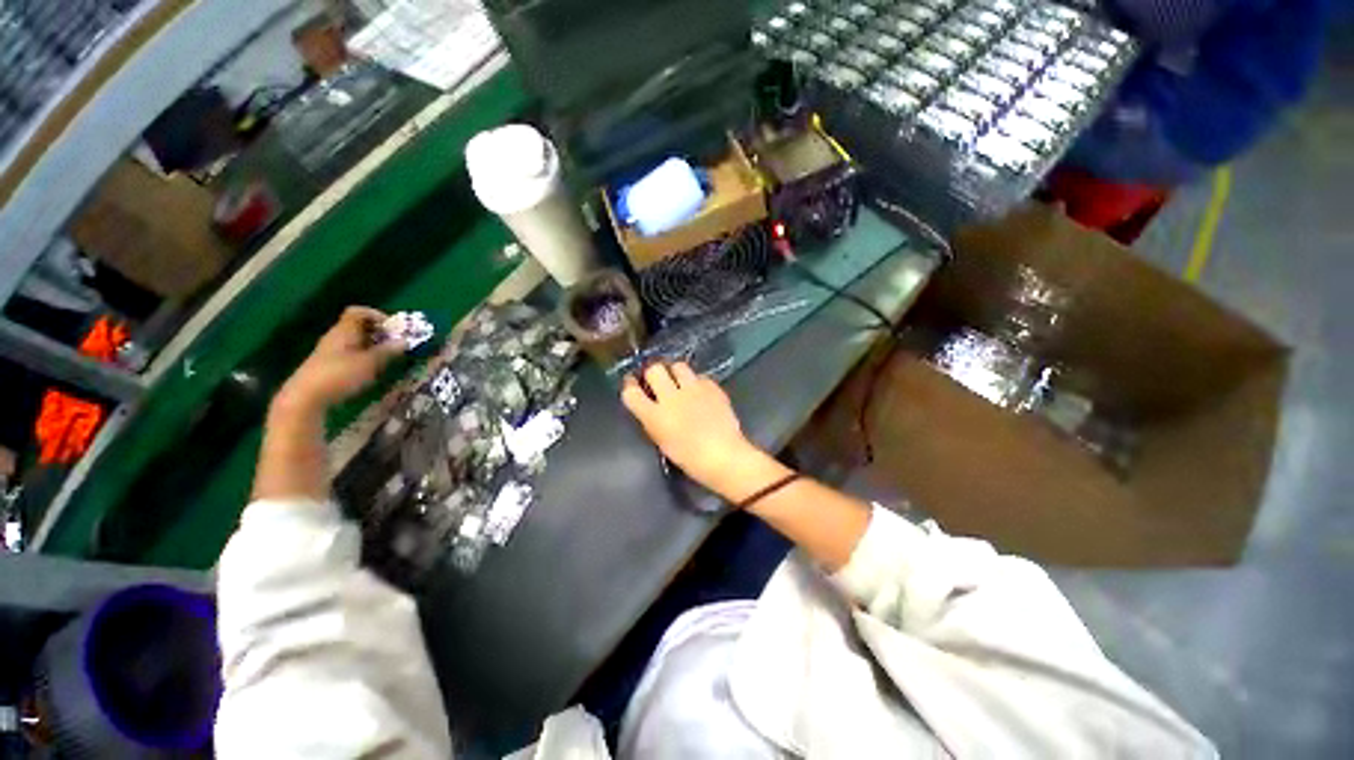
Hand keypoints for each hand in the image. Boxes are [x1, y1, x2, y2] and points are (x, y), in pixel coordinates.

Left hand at [275, 307, 404, 414]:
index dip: (377, 315)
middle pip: (358, 326)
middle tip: (396, 344)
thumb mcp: (369, 363)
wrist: (305, 398)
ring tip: (388, 358)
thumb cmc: (339, 375)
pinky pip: (350, 354)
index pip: (358, 312)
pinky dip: (365, 357)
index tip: (393, 328)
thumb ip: (388, 351)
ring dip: (373, 346)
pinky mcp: (329, 366)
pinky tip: (372, 370)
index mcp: (344, 331)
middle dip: (379, 333)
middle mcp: (336, 337)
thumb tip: (405, 341)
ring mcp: (330, 352)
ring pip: (355, 342)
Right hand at [621, 362, 761, 488]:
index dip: (630, 386)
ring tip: (681, 382)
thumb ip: (654, 420)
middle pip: (654, 370)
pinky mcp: (711, 387)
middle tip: (658, 382)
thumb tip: (652, 406)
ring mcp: (693, 389)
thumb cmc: (690, 458)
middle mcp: (671, 397)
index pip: (631, 392)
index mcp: (655, 416)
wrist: (724, 456)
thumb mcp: (663, 441)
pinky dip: (697, 382)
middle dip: (653, 374)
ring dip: (676, 373)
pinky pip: (699, 376)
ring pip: (678, 366)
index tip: (633, 384)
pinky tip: (701, 392)